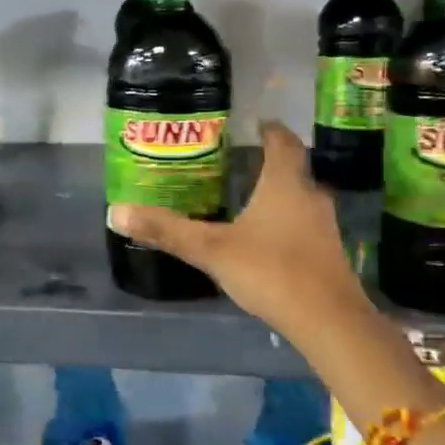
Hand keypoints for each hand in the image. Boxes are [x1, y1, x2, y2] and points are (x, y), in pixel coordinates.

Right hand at [107, 121, 373, 347]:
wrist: (328, 321)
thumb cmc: (271, 271)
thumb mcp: (211, 249)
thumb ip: (167, 230)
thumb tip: (116, 211)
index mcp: (285, 184)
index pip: (282, 142)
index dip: (270, 129)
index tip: (256, 123)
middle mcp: (310, 197)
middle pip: (294, 169)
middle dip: (270, 162)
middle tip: (241, 161)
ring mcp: (324, 227)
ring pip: (301, 198)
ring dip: (279, 193)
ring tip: (249, 197)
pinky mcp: (328, 255)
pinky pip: (304, 225)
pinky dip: (286, 222)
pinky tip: (266, 239)